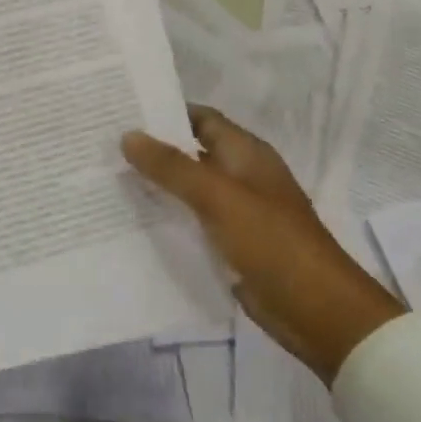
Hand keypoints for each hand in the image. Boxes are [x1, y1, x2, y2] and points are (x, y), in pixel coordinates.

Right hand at [123, 107, 402, 382]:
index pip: (201, 119)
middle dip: (152, 150)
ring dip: (155, 186)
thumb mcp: (217, 196)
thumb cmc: (271, 241)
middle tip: (103, 147)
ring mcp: (235, 212)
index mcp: (246, 153)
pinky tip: (130, 222)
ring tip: (106, 180)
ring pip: (187, 190)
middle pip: (190, 153)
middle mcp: (240, 176)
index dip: (165, 112)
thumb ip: (171, 166)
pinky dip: (166, 219)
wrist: (316, 310)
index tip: (122, 111)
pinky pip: (191, 223)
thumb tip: (128, 135)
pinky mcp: (229, 245)